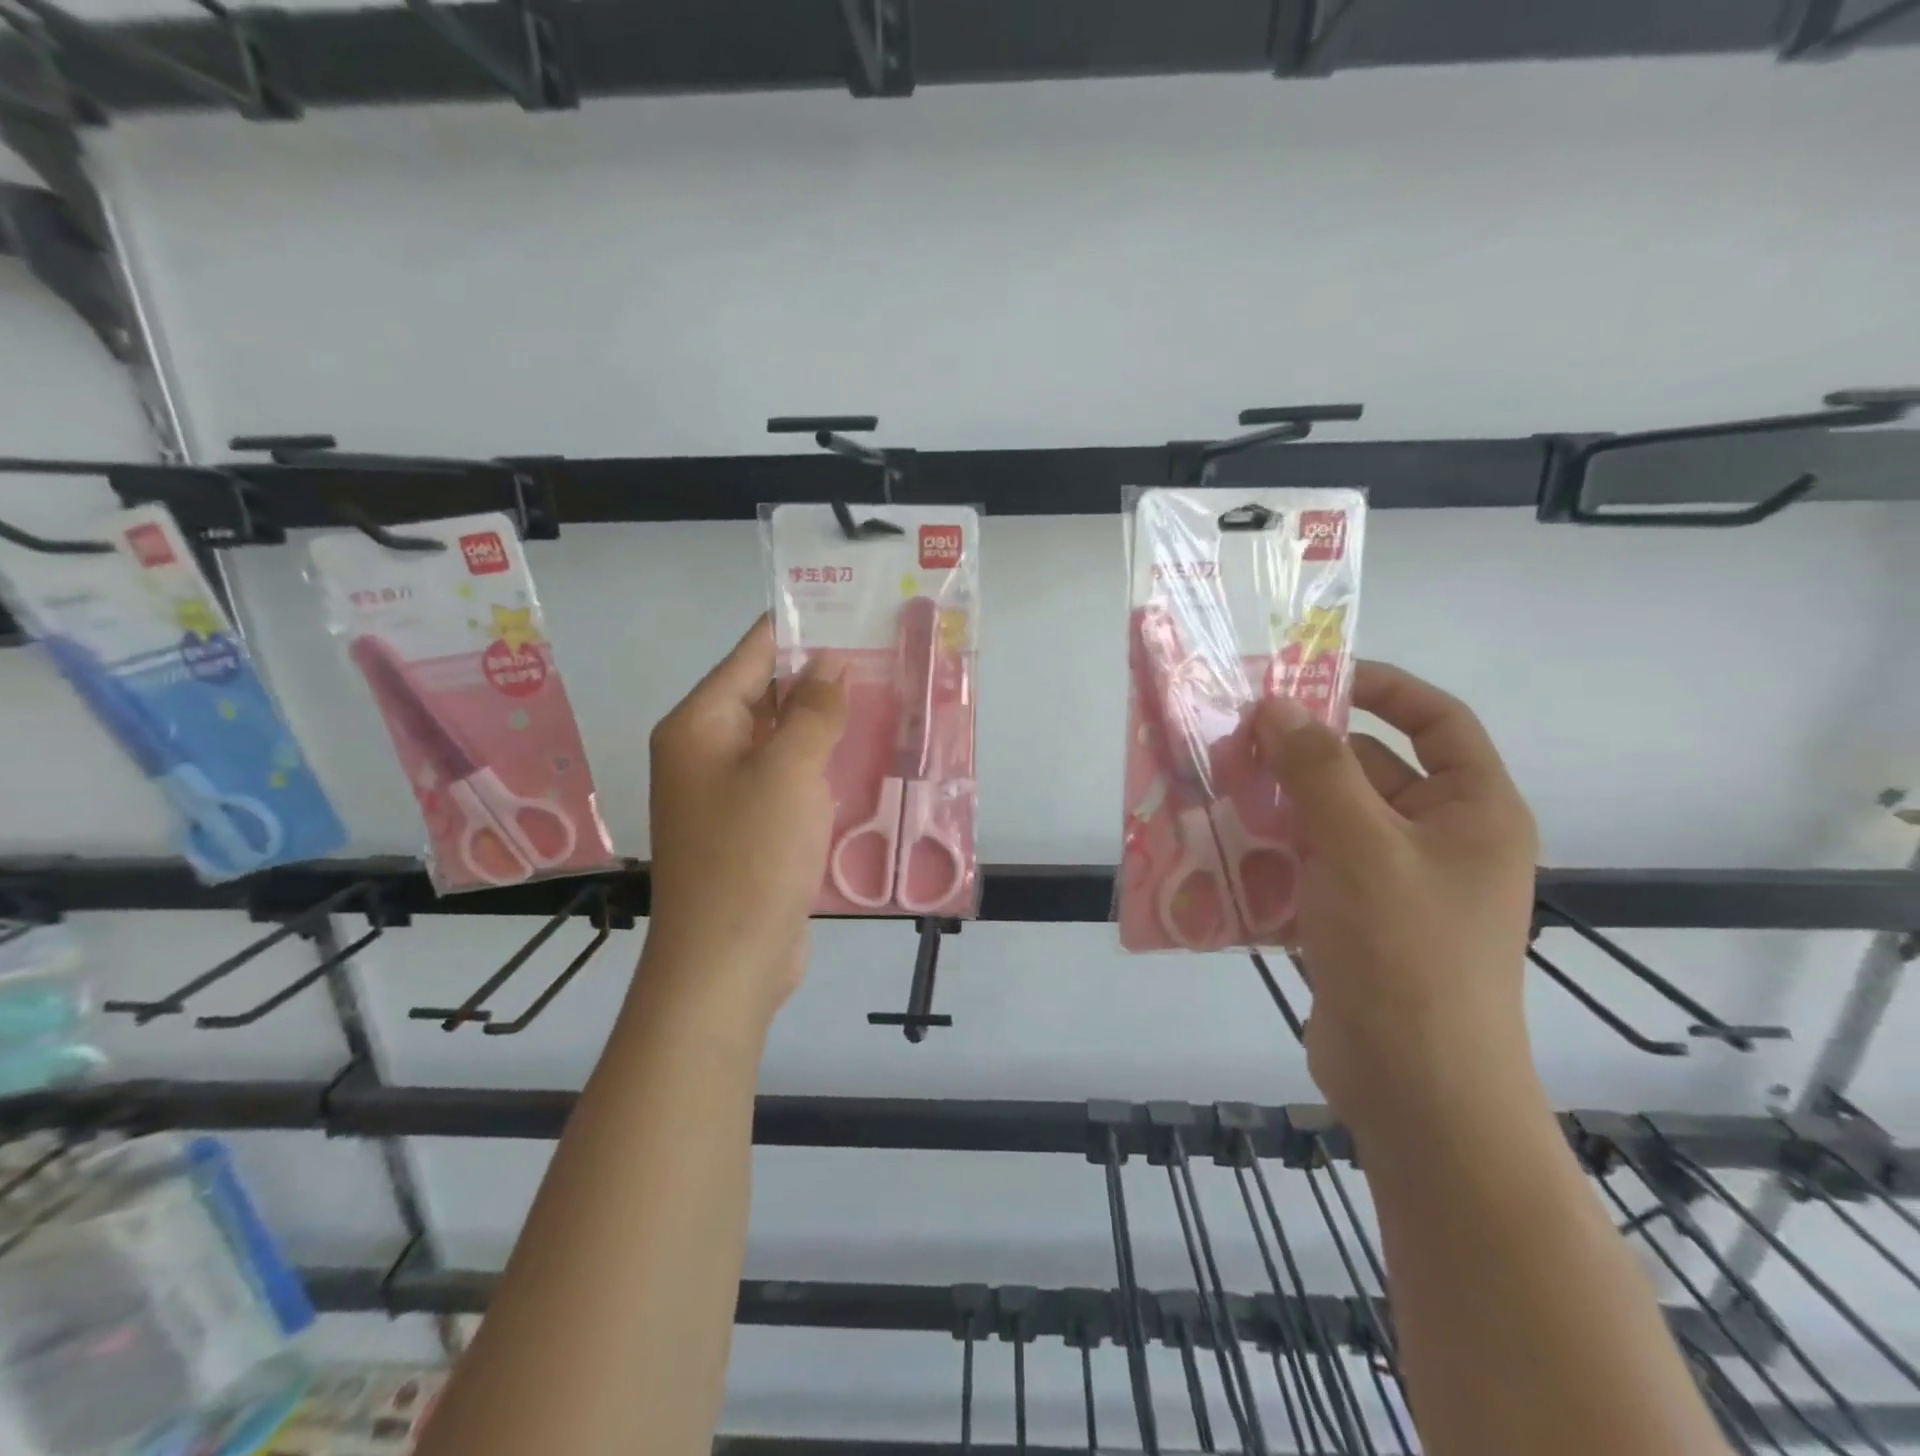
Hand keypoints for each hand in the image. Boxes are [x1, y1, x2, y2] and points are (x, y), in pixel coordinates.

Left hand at [646, 616, 847, 1021]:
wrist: (727, 963)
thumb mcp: (787, 772)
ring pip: (782, 741)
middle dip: (818, 678)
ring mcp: (728, 794)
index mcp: (699, 726)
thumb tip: (829, 662)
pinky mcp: (752, 828)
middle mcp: (707, 753)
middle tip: (881, 655)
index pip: (750, 656)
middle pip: (765, 696)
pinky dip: (821, 767)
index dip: (796, 630)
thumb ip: (811, 711)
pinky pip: (789, 780)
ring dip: (824, 725)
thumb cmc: (751, 856)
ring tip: (884, 698)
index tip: (845, 609)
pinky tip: (863, 759)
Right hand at [1253, 661, 1539, 1134]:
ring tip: (1216, 789)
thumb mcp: (1361, 847)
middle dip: (1304, 754)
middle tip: (1235, 739)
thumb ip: (1317, 770)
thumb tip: (1275, 707)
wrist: (1417, 1090)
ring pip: (1329, 820)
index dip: (1382, 687)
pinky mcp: (1356, 921)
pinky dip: (1272, 854)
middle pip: (1369, 770)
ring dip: (1278, 805)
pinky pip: (1310, 866)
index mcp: (1473, 811)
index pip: (1438, 720)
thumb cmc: (1407, 953)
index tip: (1312, 677)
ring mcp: (1395, 884)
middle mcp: (1440, 839)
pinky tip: (1221, 849)